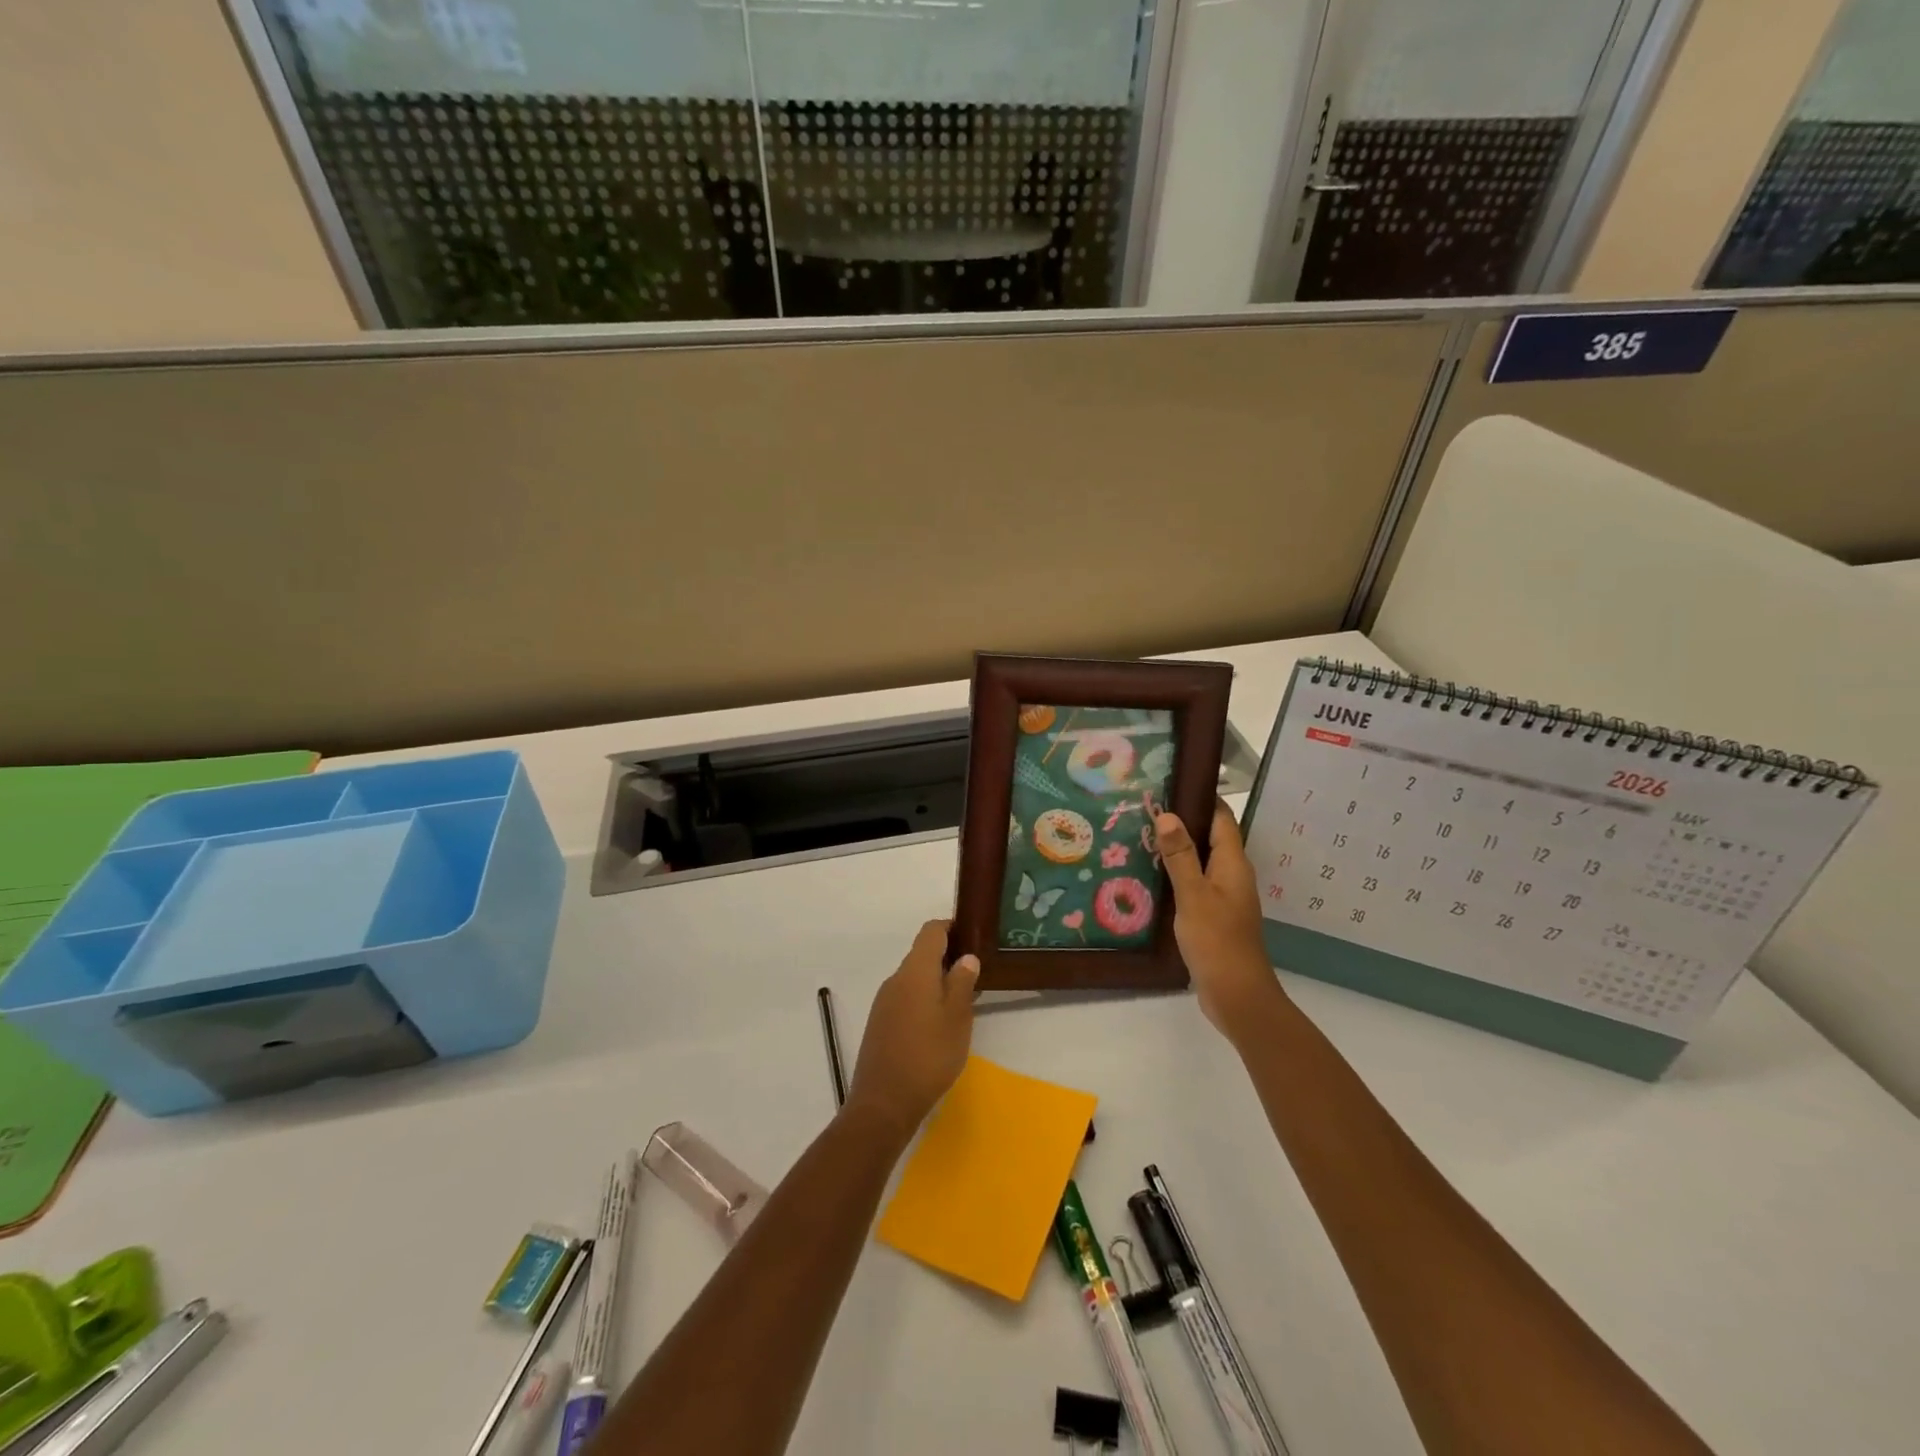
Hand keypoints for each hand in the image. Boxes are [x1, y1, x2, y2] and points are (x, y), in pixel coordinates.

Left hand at [845, 920, 979, 1142]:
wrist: (883, 1103)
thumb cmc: (928, 1056)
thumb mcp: (957, 1019)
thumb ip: (962, 983)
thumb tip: (966, 957)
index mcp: (915, 971)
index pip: (931, 931)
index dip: (952, 927)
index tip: (973, 936)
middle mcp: (895, 979)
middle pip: (922, 954)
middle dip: (948, 958)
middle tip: (976, 974)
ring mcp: (884, 1002)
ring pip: (914, 978)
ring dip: (936, 981)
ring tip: (963, 1001)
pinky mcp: (880, 1023)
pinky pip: (905, 998)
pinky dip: (924, 999)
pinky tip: (939, 1024)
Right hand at [1156, 803, 1286, 1039]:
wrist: (1237, 996)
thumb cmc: (1217, 940)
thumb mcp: (1193, 895)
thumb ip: (1181, 855)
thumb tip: (1169, 814)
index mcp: (1233, 864)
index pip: (1221, 818)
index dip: (1200, 798)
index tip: (1170, 783)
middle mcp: (1233, 875)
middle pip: (1210, 838)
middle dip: (1182, 822)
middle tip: (1144, 809)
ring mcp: (1225, 897)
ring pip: (1201, 862)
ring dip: (1177, 850)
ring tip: (1140, 837)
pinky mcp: (1215, 917)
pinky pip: (1195, 885)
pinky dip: (1177, 876)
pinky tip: (1151, 878)